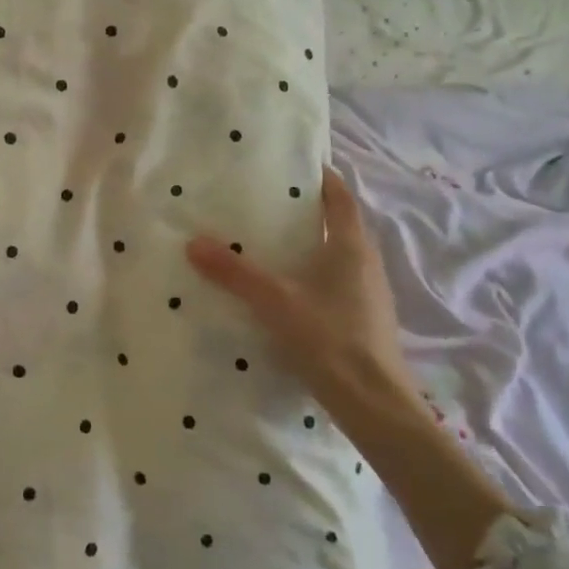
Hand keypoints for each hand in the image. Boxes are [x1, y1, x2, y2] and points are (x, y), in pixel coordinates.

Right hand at [189, 167, 513, 568]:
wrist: (375, 404)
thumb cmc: (330, 339)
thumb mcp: (275, 302)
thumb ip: (235, 273)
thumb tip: (193, 243)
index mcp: (352, 247)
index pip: (339, 196)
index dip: (319, 176)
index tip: (290, 164)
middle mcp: (365, 263)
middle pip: (336, 224)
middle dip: (303, 211)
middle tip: (261, 203)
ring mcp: (367, 293)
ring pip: (333, 256)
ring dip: (306, 246)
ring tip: (264, 244)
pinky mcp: (361, 319)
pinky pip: (332, 283)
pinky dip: (308, 276)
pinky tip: (280, 291)